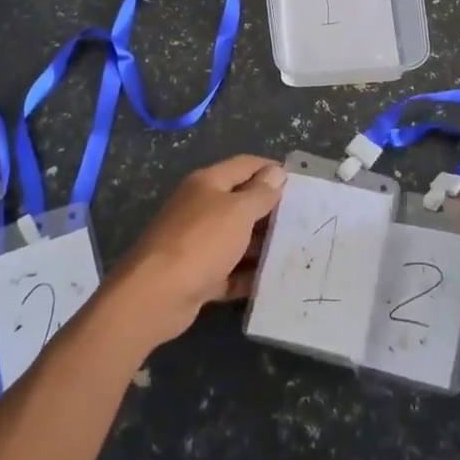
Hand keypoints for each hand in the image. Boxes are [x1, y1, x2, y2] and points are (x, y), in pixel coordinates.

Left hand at [111, 155, 285, 348]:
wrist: (156, 294)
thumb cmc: (201, 241)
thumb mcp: (237, 211)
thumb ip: (260, 193)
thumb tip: (276, 172)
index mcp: (207, 183)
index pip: (245, 165)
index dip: (271, 169)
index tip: (300, 182)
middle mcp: (200, 208)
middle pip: (240, 202)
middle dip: (270, 210)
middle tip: (304, 221)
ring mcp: (196, 243)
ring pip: (235, 238)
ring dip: (260, 245)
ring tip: (294, 251)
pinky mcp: (196, 275)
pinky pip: (228, 271)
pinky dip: (246, 276)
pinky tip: (270, 282)